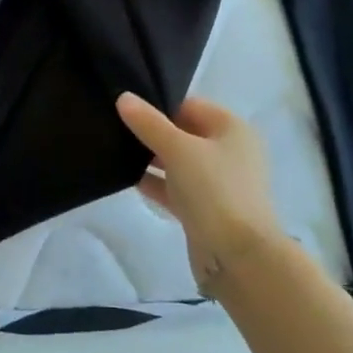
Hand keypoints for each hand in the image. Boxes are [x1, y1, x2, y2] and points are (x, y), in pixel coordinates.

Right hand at [117, 94, 283, 290]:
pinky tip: (127, 178)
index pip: (190, 105)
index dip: (160, 105)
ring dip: (151, 158)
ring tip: (114, 150)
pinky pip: (175, 187)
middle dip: (152, 132)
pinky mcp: (205, 209)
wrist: (238, 256)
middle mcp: (229, 152)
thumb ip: (149, 123)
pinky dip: (155, 182)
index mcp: (232, 129)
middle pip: (184, 133)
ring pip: (178, 162)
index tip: (127, 109)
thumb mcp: (178, 149)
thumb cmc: (214, 190)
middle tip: (114, 127)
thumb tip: (124, 97)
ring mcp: (218, 183)